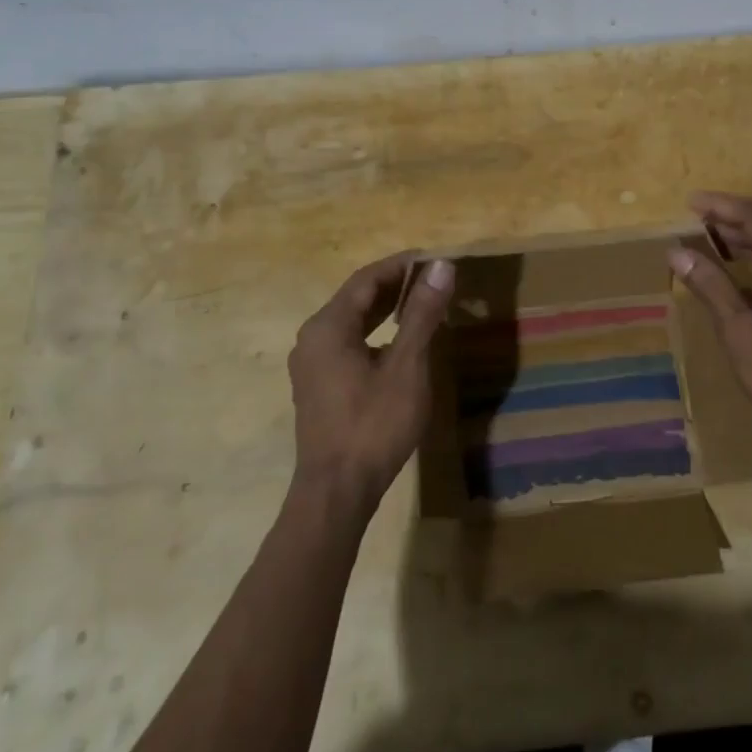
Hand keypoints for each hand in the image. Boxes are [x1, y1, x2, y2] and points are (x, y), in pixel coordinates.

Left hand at [287, 252, 454, 517]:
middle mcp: (312, 338)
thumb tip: (440, 267)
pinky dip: (374, 333)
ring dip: (384, 310)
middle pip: (356, 298)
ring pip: (351, 322)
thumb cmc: (374, 424)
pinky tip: (398, 343)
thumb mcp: (407, 366)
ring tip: (421, 304)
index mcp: (328, 326)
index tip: (434, 259)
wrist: (336, 492)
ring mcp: (310, 364)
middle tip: (433, 280)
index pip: (367, 279)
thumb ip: (421, 314)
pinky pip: (346, 344)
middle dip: (394, 286)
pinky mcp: (316, 386)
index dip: (401, 265)